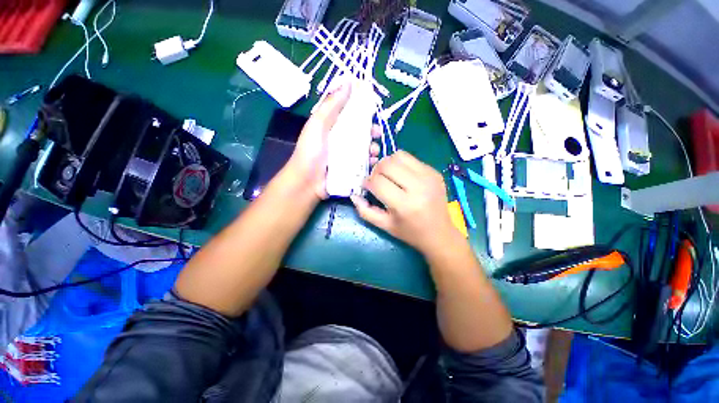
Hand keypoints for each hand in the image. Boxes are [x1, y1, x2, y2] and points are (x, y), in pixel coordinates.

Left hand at [286, 82, 380, 199]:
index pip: (351, 114)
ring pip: (365, 147)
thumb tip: (347, 82)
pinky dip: (371, 161)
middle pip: (361, 132)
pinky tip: (373, 161)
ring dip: (373, 147)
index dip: (362, 110)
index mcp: (333, 126)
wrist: (308, 182)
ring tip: (374, 150)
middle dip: (372, 131)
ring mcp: (347, 155)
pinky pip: (365, 162)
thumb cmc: (311, 151)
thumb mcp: (318, 124)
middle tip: (377, 133)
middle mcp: (341, 140)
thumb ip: (331, 105)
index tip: (372, 108)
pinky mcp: (351, 169)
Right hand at [350, 151, 461, 255]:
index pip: (378, 182)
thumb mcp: (385, 226)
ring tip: (388, 176)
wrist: (440, 233)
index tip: (367, 187)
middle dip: (376, 170)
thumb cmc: (410, 232)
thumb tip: (354, 195)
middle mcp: (418, 187)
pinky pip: (411, 158)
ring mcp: (429, 176)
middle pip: (387, 164)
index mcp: (405, 205)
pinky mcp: (434, 171)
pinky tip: (402, 176)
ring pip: (399, 156)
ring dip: (388, 164)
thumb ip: (365, 211)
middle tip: (376, 180)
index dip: (367, 183)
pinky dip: (401, 164)